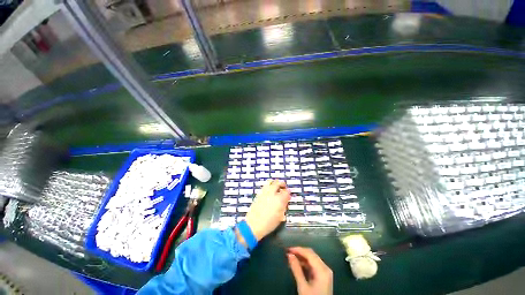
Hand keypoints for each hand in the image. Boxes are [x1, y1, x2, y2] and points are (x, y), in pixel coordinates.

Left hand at [245, 179, 290, 240]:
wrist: (254, 225)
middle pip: (278, 183)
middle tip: (283, 187)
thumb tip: (286, 201)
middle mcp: (272, 193)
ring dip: (274, 183)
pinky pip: (265, 186)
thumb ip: (284, 206)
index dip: (289, 192)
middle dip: (282, 184)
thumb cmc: (268, 223)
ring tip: (276, 187)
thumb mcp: (280, 216)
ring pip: (270, 182)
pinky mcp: (258, 194)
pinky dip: (268, 186)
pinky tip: (269, 191)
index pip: (286, 192)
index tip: (289, 194)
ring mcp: (264, 192)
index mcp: (279, 199)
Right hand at [287, 247, 332, 294]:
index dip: (298, 249)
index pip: (309, 254)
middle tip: (289, 253)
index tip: (288, 249)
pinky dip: (305, 263)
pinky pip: (313, 265)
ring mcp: (325, 272)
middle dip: (300, 252)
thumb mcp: (303, 286)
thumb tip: (289, 255)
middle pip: (311, 254)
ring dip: (302, 257)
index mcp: (322, 270)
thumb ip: (296, 269)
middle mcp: (325, 268)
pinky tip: (298, 265)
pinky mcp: (323, 276)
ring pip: (312, 259)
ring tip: (291, 258)